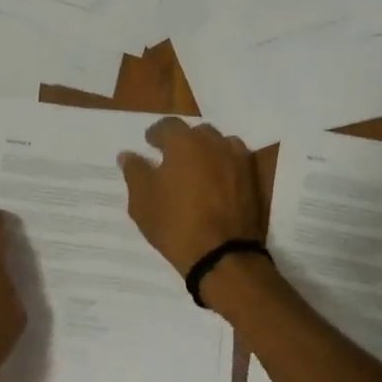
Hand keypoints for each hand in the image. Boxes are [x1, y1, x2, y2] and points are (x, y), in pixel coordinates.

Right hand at [118, 117, 265, 274]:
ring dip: (207, 152)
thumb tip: (128, 155)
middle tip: (172, 159)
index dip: (156, 134)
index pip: (168, 125)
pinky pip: (235, 163)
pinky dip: (225, 166)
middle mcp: (214, 143)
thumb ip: (134, 172)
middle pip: (196, 133)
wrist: (223, 255)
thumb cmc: (175, 224)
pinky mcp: (253, 180)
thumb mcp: (142, 201)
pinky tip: (216, 183)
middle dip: (183, 141)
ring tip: (196, 170)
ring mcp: (238, 160)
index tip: (149, 144)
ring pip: (219, 145)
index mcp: (184, 142)